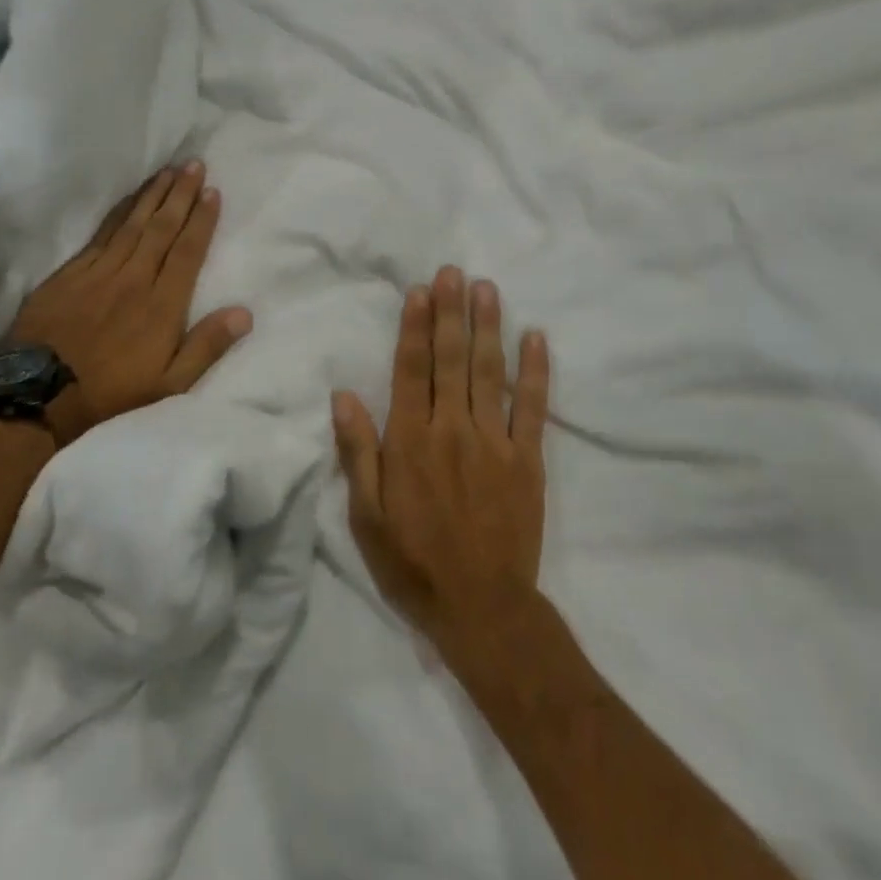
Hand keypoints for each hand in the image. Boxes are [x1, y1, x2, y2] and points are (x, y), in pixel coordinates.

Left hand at [7, 162, 252, 447]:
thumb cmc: (112, 392)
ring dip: (152, 195)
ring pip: (132, 224)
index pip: (187, 251)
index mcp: (162, 304)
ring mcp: (99, 272)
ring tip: (168, 171)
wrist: (39, 394)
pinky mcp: (71, 274)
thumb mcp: (170, 383)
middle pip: (161, 228)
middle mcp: (134, 279)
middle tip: (193, 164)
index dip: (201, 220)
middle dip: (180, 194)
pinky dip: (118, 212)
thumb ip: (207, 346)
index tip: (212, 191)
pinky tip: (129, 200)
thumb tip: (245, 313)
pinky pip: (101, 234)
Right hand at [332, 266, 550, 647]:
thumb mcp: (366, 516)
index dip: (415, 327)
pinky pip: (533, 407)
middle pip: (451, 360)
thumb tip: (343, 396)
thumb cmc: (414, 562)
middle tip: (453, 272)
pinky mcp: (528, 460)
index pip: (411, 370)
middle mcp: (452, 429)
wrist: (482, 608)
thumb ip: (357, 452)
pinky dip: (536, 372)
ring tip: (487, 289)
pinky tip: (536, 338)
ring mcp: (495, 442)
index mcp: (410, 441)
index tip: (419, 291)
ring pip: (490, 373)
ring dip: (488, 328)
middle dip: (451, 312)